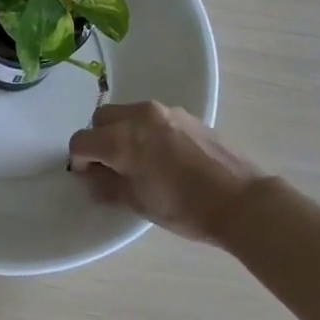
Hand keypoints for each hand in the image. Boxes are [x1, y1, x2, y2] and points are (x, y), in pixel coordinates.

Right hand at [68, 102, 264, 242]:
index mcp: (123, 139)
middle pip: (101, 119)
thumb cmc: (185, 207)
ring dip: (121, 132)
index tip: (88, 176)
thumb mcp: (139, 203)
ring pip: (127, 113)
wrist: (240, 200)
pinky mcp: (185, 114)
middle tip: (110, 166)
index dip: (79, 160)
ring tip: (137, 160)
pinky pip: (151, 117)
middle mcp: (140, 116)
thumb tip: (91, 177)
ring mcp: (165, 111)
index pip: (82, 141)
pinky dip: (144, 130)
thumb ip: (108, 186)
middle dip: (98, 140)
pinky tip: (161, 155)